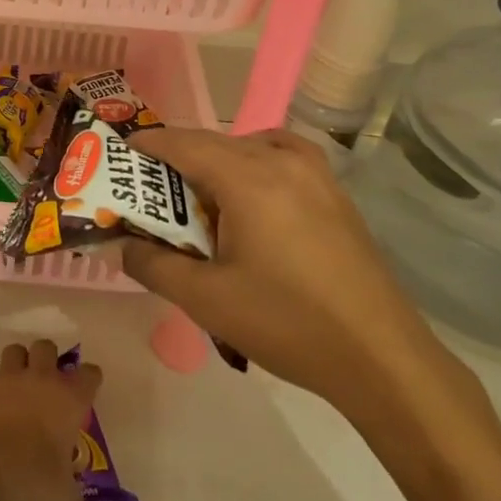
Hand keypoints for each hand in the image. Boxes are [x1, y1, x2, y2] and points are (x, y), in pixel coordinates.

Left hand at [0, 334, 102, 500]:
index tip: (90, 382)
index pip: (89, 377)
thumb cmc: (31, 481)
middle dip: (49, 357)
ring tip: (16, 367)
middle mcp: (40, 379)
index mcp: (69, 401)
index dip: (90, 378)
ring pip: (15, 349)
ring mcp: (6, 376)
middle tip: (48, 375)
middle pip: (48, 349)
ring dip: (17, 356)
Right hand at [123, 128, 461, 417]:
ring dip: (220, 159)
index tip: (123, 150)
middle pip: (216, 142)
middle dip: (180, 156)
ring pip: (253, 146)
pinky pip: (285, 157)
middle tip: (152, 185)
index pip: (185, 143)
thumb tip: (120, 246)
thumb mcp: (206, 299)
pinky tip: (254, 199)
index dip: (150, 143)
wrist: (381, 358)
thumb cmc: (287, 323)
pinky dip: (257, 163)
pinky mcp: (336, 195)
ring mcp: (316, 176)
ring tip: (203, 193)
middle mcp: (282, 162)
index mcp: (248, 178)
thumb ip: (153, 265)